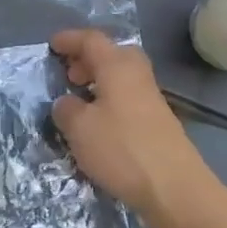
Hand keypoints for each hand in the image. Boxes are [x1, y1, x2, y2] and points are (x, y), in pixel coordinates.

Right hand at [50, 29, 209, 224]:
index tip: (51, 46)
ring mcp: (151, 97)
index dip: (69, 40)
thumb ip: (66, 109)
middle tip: (68, 74)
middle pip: (112, 53)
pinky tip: (99, 122)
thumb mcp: (79, 128)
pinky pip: (128, 95)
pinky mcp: (157, 120)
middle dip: (88, 59)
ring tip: (79, 99)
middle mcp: (137, 74)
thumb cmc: (121, 149)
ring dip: (99, 80)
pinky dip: (110, 98)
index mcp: (117, 66)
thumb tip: (67, 103)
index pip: (91, 40)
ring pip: (121, 76)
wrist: (174, 187)